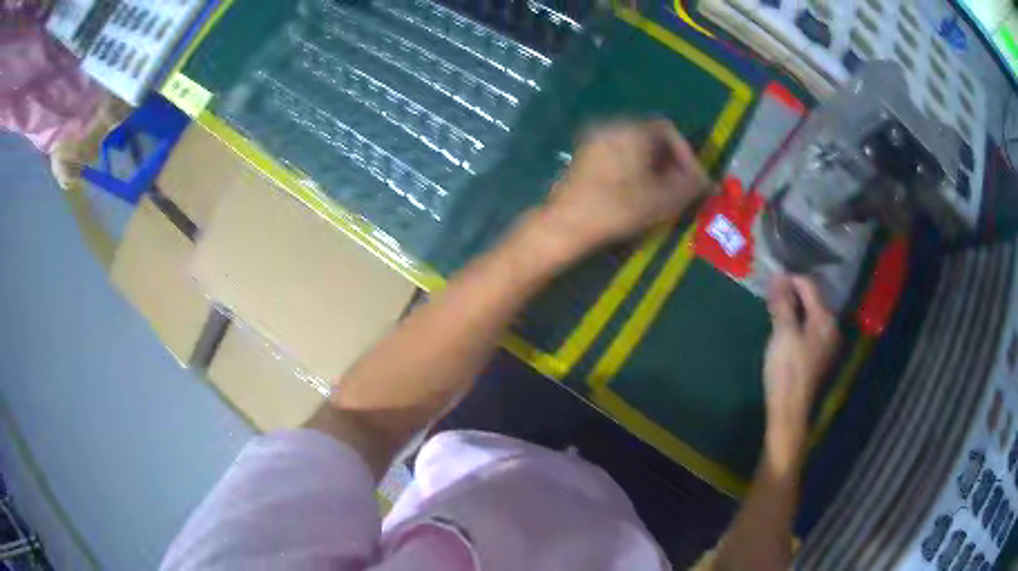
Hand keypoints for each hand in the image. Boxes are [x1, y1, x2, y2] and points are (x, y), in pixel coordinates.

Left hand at [535, 120, 711, 260]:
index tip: (692, 180)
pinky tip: (636, 193)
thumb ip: (691, 187)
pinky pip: (617, 154)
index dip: (686, 155)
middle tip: (678, 187)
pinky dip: (633, 169)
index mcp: (632, 129)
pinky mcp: (583, 156)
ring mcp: (594, 140)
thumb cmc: (618, 208)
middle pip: (651, 137)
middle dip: (670, 161)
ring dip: (653, 166)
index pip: (669, 130)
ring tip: (660, 194)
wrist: (566, 224)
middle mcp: (612, 126)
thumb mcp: (663, 199)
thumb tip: (709, 183)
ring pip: (634, 147)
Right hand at [763, 275, 839, 470]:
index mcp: (825, 319)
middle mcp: (831, 328)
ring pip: (810, 315)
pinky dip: (797, 322)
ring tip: (774, 308)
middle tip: (770, 293)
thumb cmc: (787, 370)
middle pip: (812, 299)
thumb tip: (778, 275)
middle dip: (792, 293)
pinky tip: (784, 329)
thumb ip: (782, 302)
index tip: (770, 278)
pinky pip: (809, 329)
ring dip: (794, 308)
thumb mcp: (783, 333)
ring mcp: (826, 343)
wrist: (789, 410)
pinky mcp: (818, 357)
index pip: (810, 286)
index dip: (790, 279)